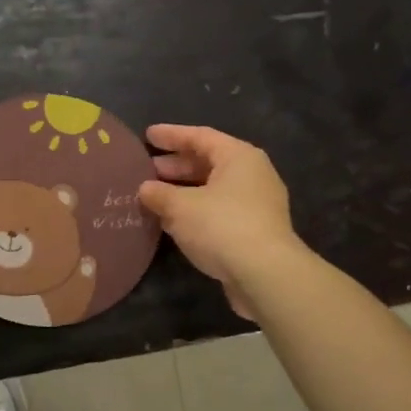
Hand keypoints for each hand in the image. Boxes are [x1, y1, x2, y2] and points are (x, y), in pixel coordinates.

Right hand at [137, 124, 299, 318]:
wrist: (266, 275)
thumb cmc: (222, 226)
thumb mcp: (180, 207)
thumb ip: (159, 194)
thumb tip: (144, 189)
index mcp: (238, 157)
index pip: (200, 136)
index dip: (171, 135)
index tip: (147, 135)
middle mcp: (252, 174)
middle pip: (209, 161)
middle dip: (176, 165)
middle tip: (147, 168)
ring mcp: (257, 203)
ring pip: (213, 188)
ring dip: (184, 190)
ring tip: (155, 195)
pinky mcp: (255, 230)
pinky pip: (219, 209)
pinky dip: (196, 209)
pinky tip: (174, 220)